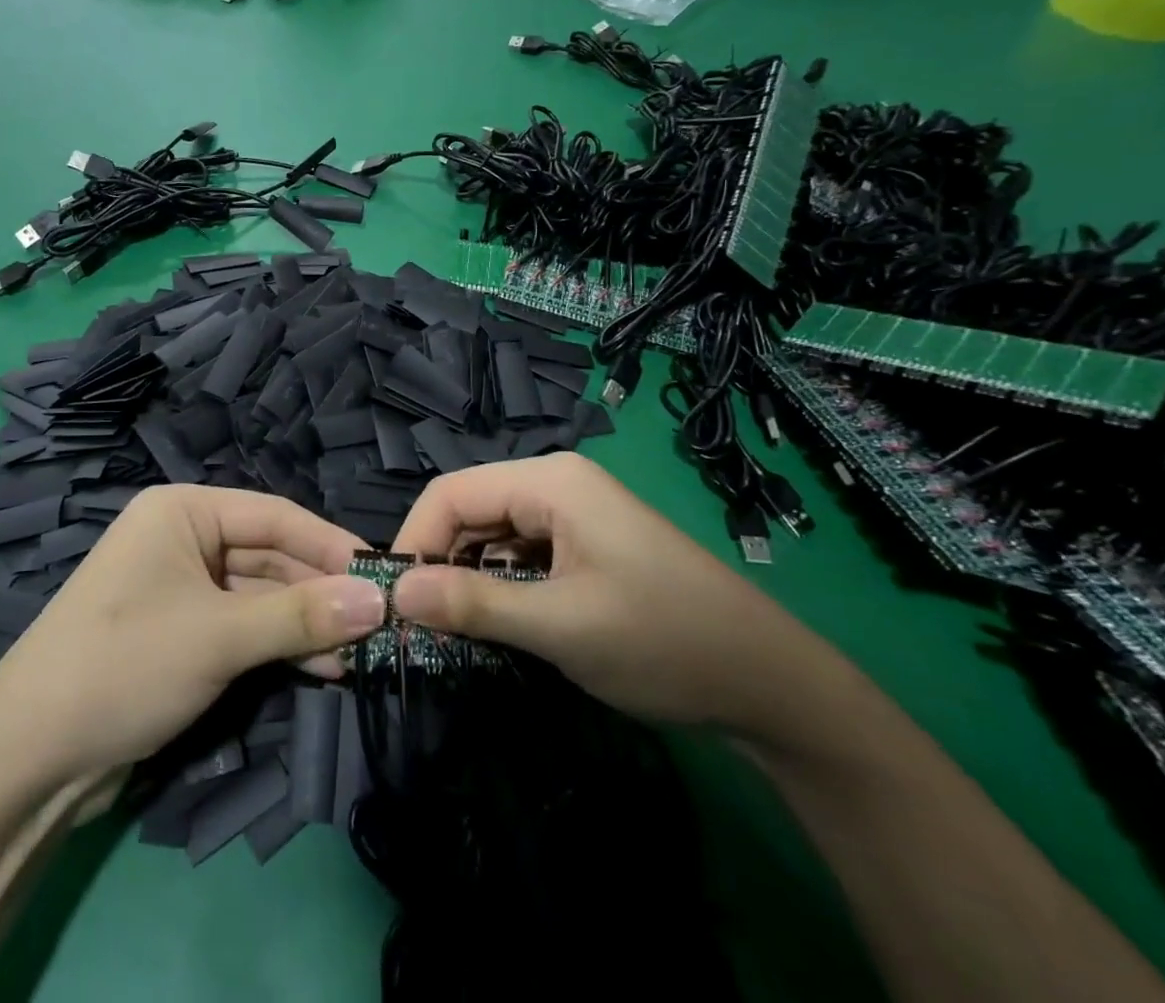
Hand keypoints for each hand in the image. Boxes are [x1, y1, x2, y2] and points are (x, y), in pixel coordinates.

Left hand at [0, 487, 384, 784]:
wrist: (27, 759)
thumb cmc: (125, 665)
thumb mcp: (219, 636)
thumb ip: (301, 616)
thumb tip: (378, 602)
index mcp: (182, 511)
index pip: (274, 516)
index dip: (331, 544)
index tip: (383, 575)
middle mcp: (183, 539)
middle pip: (269, 557)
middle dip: (321, 593)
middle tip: (379, 625)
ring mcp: (180, 589)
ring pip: (259, 597)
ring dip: (305, 625)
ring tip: (361, 656)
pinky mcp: (180, 634)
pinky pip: (241, 627)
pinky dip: (278, 646)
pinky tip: (323, 668)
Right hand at [390, 453, 833, 736]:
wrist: (771, 684)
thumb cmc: (662, 641)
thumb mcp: (560, 626)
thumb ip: (473, 605)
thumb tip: (396, 593)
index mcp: (549, 481)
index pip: (451, 493)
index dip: (414, 539)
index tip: (392, 598)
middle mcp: (556, 484)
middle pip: (469, 510)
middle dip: (440, 560)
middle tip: (418, 623)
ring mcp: (573, 514)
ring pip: (492, 534)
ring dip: (468, 576)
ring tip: (451, 628)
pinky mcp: (585, 544)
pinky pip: (521, 552)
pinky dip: (499, 584)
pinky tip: (496, 621)